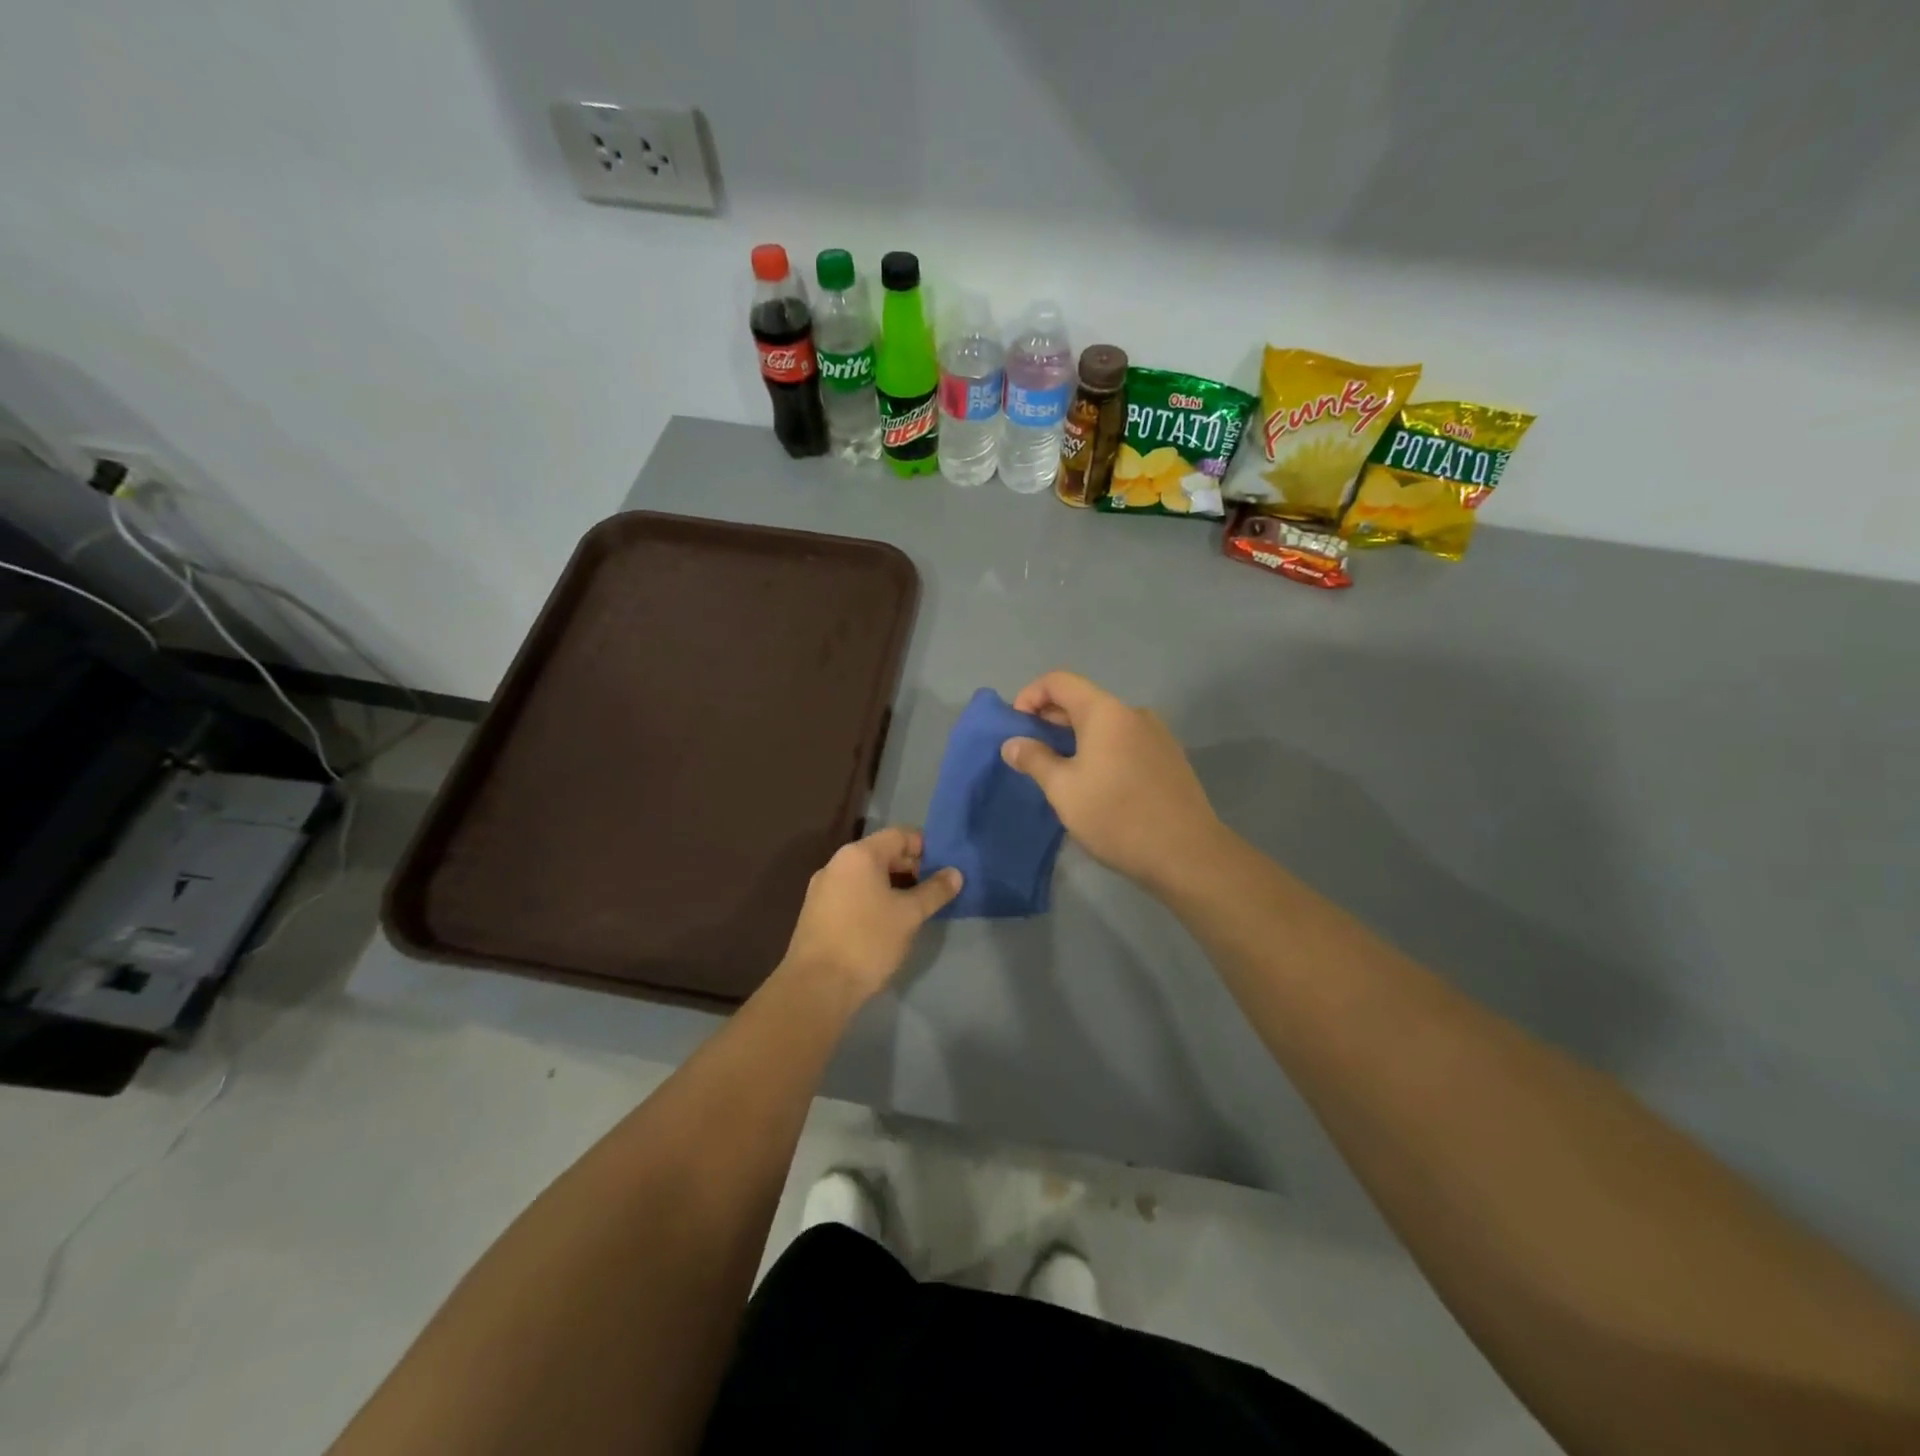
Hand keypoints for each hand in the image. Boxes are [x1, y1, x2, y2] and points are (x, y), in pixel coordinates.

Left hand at [781, 827, 961, 1002]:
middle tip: (933, 892)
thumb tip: (955, 873)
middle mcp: (837, 863)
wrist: (816, 986)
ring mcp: (823, 888)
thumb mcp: (909, 915)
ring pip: (866, 876)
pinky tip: (886, 923)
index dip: (926, 847)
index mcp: (859, 855)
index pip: (900, 835)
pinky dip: (873, 899)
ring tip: (914, 909)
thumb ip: (934, 891)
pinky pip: (852, 893)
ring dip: (892, 886)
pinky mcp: (817, 911)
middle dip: (910, 868)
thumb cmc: (867, 941)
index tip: (944, 869)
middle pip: (882, 853)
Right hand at [1001, 671, 1224, 893]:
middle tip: (1029, 752)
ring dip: (1075, 737)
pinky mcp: (1169, 758)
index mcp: (1105, 712)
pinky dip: (1100, 749)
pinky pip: (1124, 741)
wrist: (1186, 853)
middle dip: (1049, 719)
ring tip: (1058, 770)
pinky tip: (1095, 783)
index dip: (1029, 696)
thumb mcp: (1063, 790)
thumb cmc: (1116, 816)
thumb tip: (1012, 743)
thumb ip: (1034, 760)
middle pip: (1082, 700)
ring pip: (1105, 723)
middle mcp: (1133, 713)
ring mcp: (1156, 734)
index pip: (1058, 681)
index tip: (1015, 727)